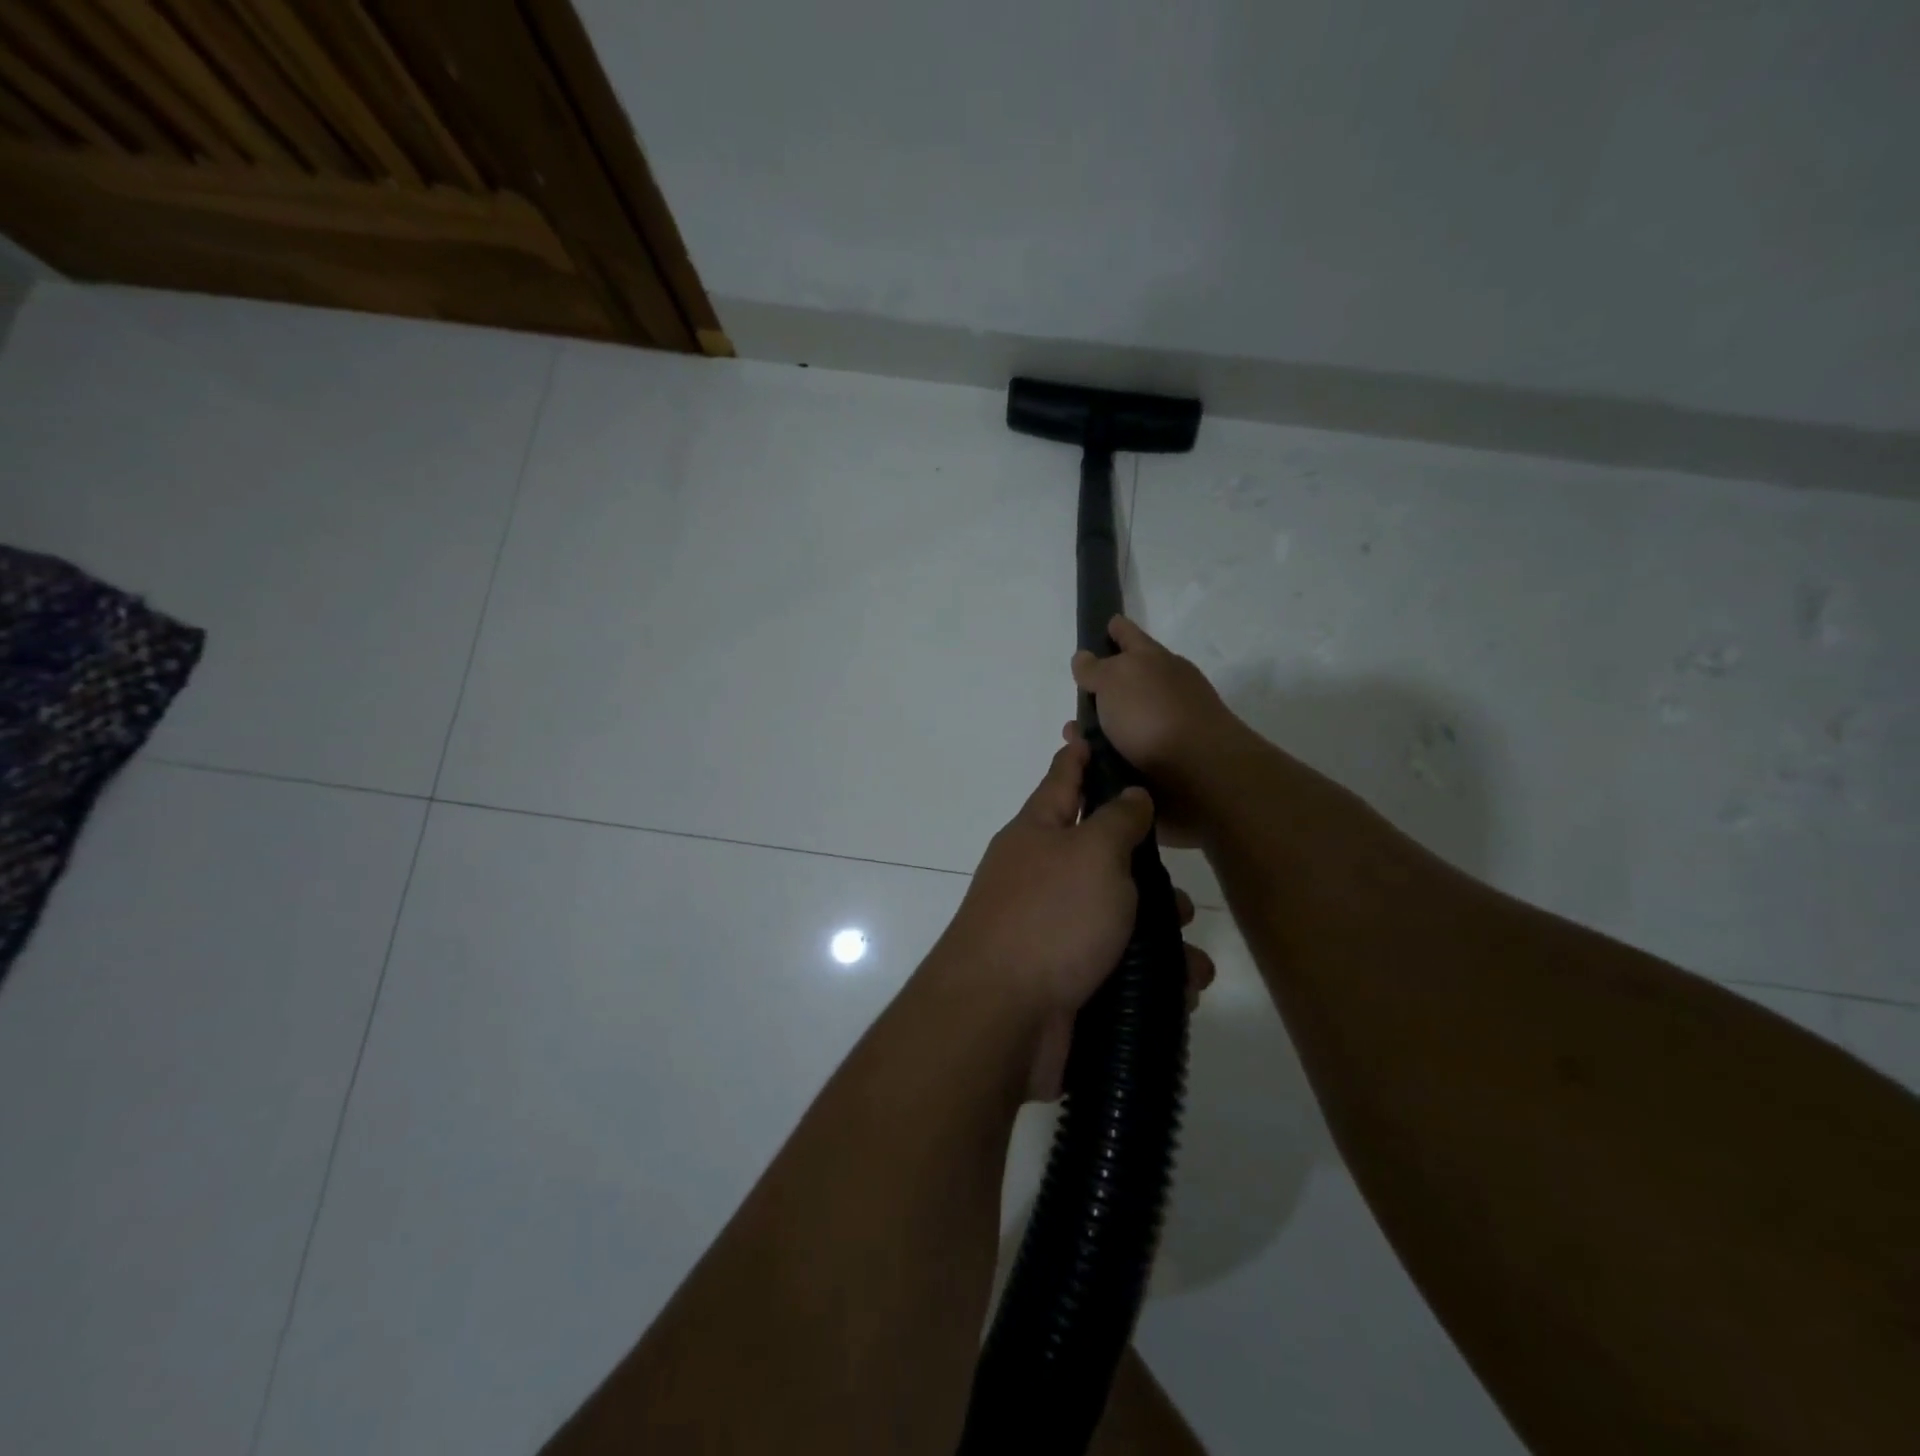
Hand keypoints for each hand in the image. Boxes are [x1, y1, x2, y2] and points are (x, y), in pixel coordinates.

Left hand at [935, 736, 1215, 1100]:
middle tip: (1180, 891)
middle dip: (1145, 872)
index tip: (1091, 731)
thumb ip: (1117, 820)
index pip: (1063, 778)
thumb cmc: (1050, 917)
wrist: (1000, 1017)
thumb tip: (1130, 794)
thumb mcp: (1093, 854)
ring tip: (1190, 956)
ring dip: (1158, 933)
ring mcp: (1050, 929)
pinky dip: (1150, 976)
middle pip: (1100, 855)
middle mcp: (1041, 874)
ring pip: (1117, 917)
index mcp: (1039, 832)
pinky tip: (1181, 989)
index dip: (1081, 755)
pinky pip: (1117, 966)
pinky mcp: (1064, 979)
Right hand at [1069, 616, 1249, 845]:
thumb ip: (1096, 668)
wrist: (1201, 778)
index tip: (1107, 623)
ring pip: (1120, 727)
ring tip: (1073, 743)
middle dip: (1098, 693)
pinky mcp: (1162, 769)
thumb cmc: (1155, 716)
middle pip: (1125, 686)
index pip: (1131, 637)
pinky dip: (1104, 763)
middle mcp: (1163, 693)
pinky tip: (1087, 768)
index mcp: (1156, 663)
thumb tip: (1085, 658)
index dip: (1116, 630)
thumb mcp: (1117, 678)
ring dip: (1095, 735)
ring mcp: (1165, 732)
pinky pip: (1122, 761)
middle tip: (1074, 701)